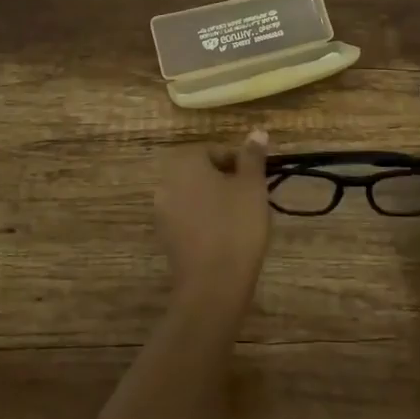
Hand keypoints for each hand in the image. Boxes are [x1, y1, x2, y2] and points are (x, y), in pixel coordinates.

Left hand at [154, 129, 270, 304]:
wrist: (213, 285)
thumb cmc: (236, 226)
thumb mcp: (252, 186)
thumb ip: (252, 157)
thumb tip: (257, 132)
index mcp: (185, 163)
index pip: (214, 150)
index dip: (239, 162)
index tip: (257, 180)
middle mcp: (167, 182)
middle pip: (201, 172)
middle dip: (226, 180)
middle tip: (251, 197)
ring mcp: (162, 212)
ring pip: (194, 195)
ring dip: (215, 201)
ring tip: (241, 218)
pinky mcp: (165, 238)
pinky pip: (188, 218)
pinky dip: (205, 221)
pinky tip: (225, 236)